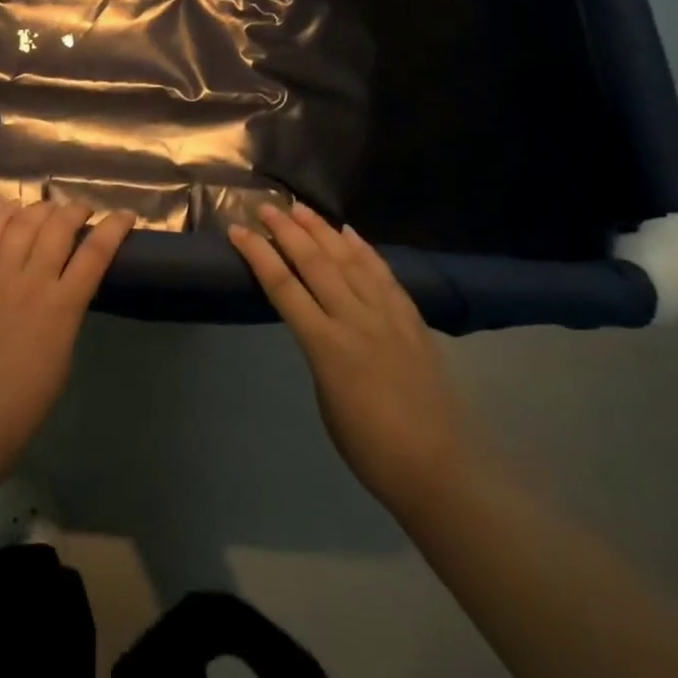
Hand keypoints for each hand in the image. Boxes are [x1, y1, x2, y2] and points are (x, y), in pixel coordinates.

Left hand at [0, 202, 131, 472]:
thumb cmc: (24, 402)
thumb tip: (67, 287)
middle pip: (58, 228)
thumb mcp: (62, 354)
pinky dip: (2, 216)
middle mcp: (31, 283)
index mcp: (62, 308)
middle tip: (83, 211)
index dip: (114, 227)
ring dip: (42, 209)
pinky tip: (13, 208)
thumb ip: (66, 312)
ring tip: (51, 208)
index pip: (95, 253)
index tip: (125, 215)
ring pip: (23, 224)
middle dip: (76, 210)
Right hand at [228, 204, 468, 513]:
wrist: (440, 470)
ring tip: (301, 208)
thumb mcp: (325, 398)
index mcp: (326, 346)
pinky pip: (384, 275)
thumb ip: (319, 351)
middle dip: (287, 231)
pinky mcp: (412, 320)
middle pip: (315, 263)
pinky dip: (365, 250)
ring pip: (349, 260)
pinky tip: (350, 234)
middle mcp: (355, 320)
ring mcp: (387, 316)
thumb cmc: (370, 448)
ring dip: (322, 231)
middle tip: (266, 207)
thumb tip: (318, 324)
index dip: (258, 255)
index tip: (238, 231)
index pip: (283, 287)